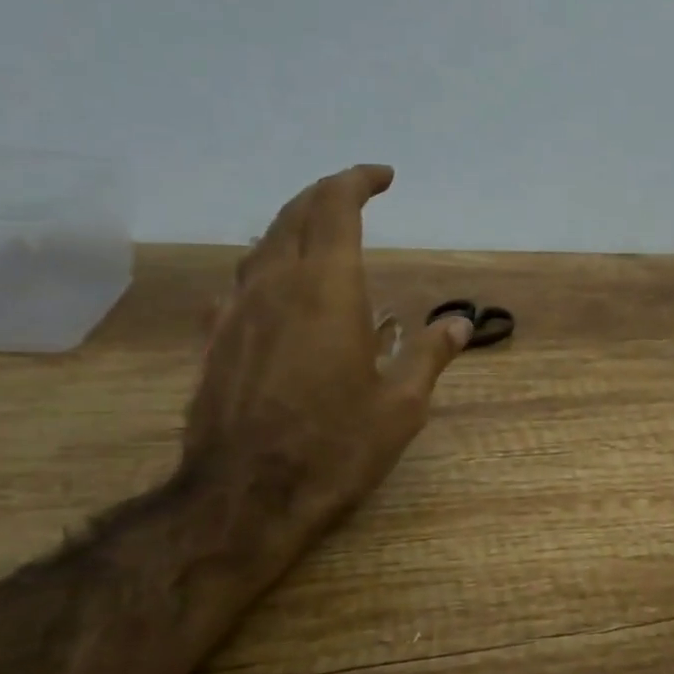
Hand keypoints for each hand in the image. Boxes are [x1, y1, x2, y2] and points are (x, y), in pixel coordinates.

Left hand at [183, 165, 472, 535]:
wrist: (245, 496)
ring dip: (291, 229)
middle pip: (292, 215)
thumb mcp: (401, 405)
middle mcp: (275, 286)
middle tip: (353, 195)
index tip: (384, 177)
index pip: (335, 208)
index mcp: (327, 289)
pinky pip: (239, 286)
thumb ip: (430, 355)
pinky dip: (264, 272)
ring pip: (260, 246)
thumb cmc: (335, 446)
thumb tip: (459, 322)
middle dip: (324, 195)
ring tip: (318, 238)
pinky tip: (273, 295)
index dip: (358, 181)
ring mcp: (236, 312)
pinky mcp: (214, 342)